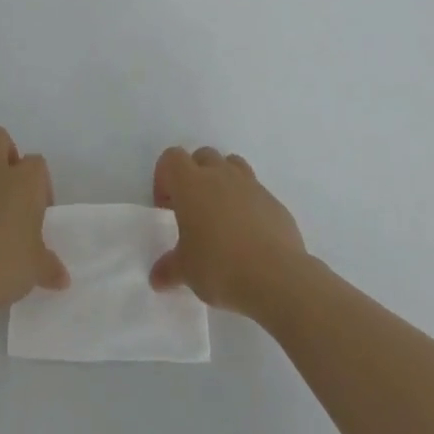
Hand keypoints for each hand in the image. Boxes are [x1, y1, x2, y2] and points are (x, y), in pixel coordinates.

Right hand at [150, 146, 307, 317]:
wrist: (276, 276)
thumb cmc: (220, 266)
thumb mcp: (186, 272)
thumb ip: (169, 269)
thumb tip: (157, 277)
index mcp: (191, 183)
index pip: (171, 158)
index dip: (164, 178)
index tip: (167, 209)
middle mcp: (220, 175)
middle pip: (202, 156)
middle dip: (194, 176)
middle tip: (193, 211)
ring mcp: (251, 185)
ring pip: (232, 165)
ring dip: (223, 182)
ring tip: (222, 217)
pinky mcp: (274, 202)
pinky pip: (255, 192)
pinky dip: (248, 204)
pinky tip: (248, 236)